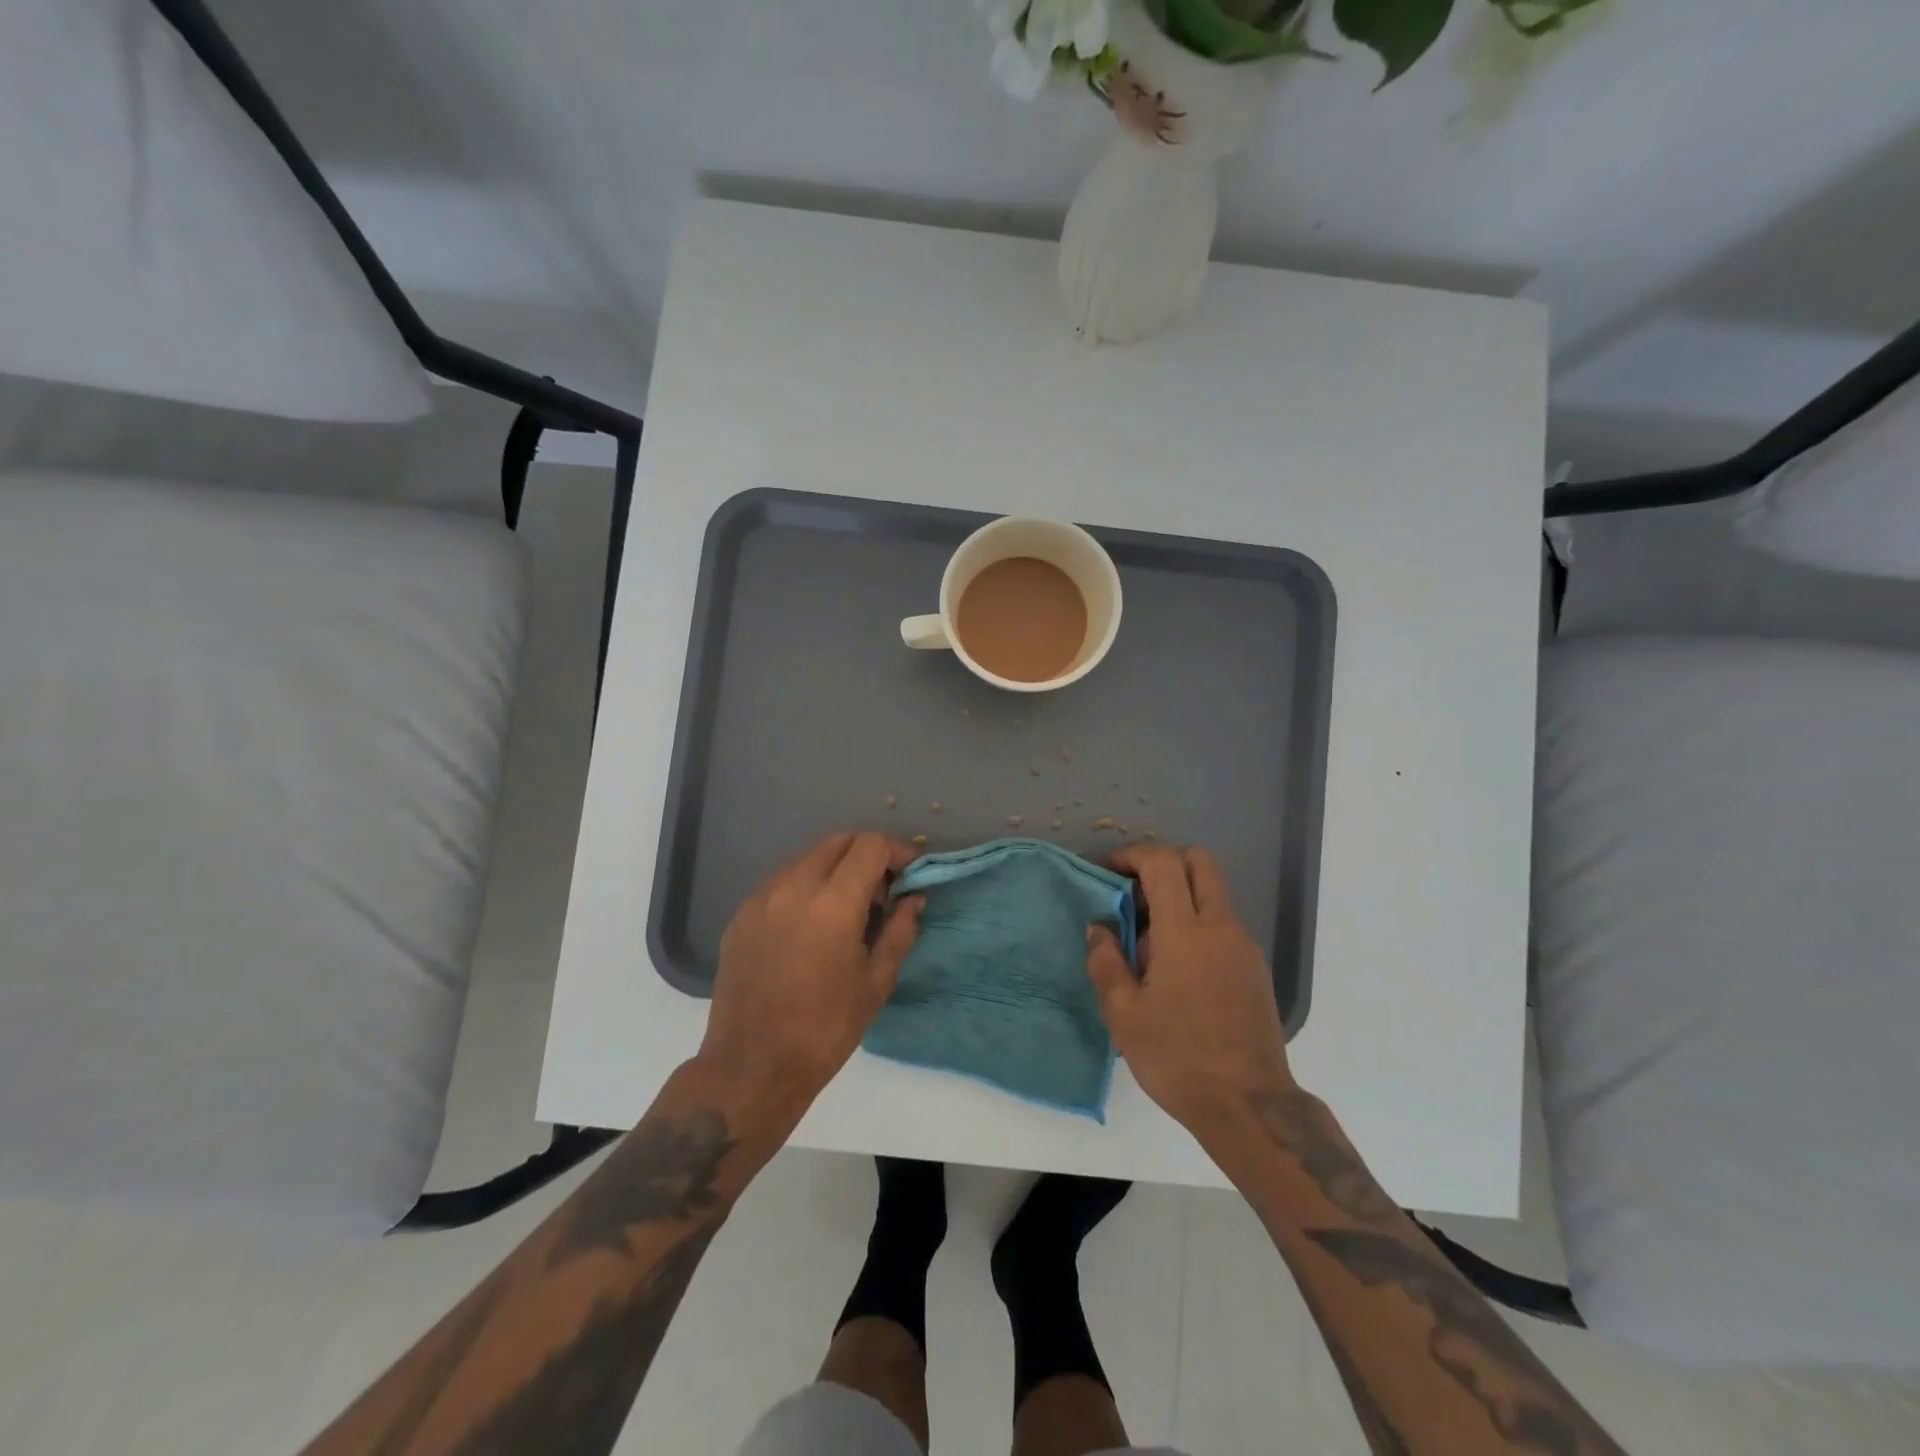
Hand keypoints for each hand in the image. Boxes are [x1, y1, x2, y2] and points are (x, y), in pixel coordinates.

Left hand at [700, 831, 922, 1127]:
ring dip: (837, 868)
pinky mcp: (742, 913)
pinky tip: (814, 923)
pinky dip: (808, 885)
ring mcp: (762, 898)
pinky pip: (783, 881)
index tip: (912, 872)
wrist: (751, 1067)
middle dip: (869, 854)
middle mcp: (793, 887)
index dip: (899, 851)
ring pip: (809, 857)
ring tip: (849, 908)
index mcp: (832, 904)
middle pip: (839, 841)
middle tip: (884, 890)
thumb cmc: (825, 1029)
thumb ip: (900, 930)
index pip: (871, 845)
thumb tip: (915, 896)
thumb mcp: (876, 982)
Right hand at [1086, 843, 1294, 1130]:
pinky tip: (1176, 967)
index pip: (1163, 863)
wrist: (1248, 1105)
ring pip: (1213, 892)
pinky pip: (1223, 923)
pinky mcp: (1256, 967)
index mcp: (1185, 932)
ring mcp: (1244, 946)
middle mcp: (1221, 927)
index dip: (1133, 855)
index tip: (1110, 871)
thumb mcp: (1123, 1014)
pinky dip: (1197, 922)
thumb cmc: (1177, 1057)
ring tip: (1149, 939)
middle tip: (1135, 893)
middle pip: (1200, 862)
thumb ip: (1105, 961)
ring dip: (1181, 895)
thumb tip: (1099, 928)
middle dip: (1164, 862)